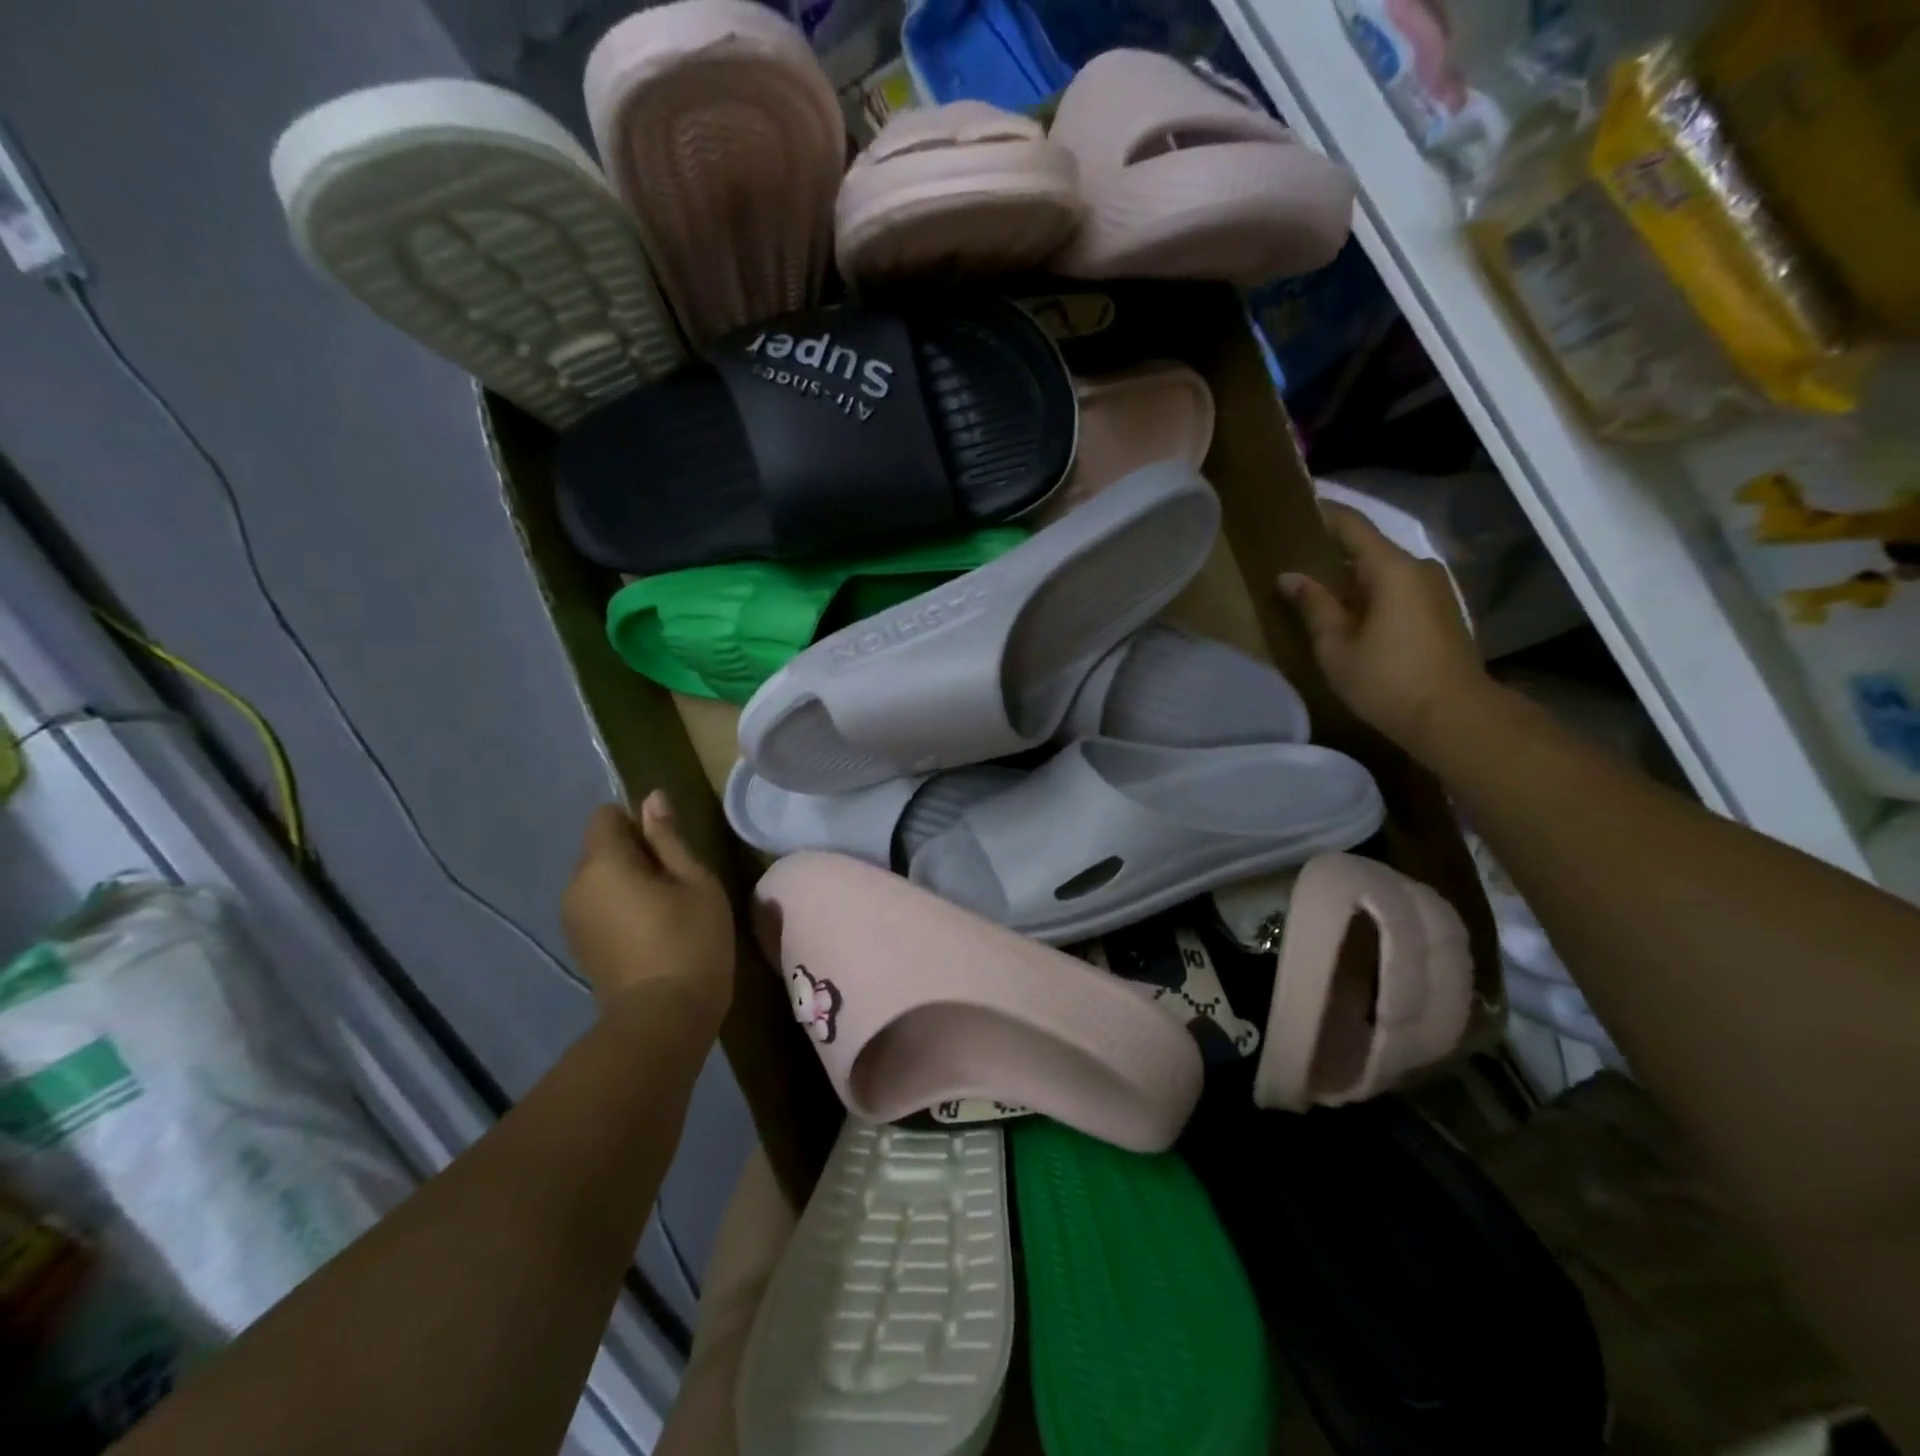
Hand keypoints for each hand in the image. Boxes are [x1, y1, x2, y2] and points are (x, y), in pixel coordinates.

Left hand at [562, 795, 734, 1030]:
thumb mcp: (694, 881)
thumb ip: (668, 838)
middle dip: (632, 852)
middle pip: (599, 848)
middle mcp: (575, 885)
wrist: (662, 1018)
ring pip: (598, 879)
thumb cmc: (690, 940)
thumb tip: (651, 799)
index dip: (636, 821)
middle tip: (675, 880)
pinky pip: (596, 906)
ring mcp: (572, 919)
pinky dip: (619, 906)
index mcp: (603, 863)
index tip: (668, 846)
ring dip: (626, 881)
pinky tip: (649, 931)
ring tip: (665, 907)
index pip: (604, 816)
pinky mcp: (579, 945)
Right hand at [1281, 503, 1494, 754]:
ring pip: (1383, 572)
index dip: (1326, 514)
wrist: (1454, 716)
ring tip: (1316, 591)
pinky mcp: (1440, 612)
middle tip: (1296, 560)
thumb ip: (1314, 606)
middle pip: (1369, 549)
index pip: (1354, 526)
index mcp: (1392, 569)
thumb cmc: (1387, 680)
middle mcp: (1419, 569)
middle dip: (1333, 553)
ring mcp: (1435, 590)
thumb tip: (1290, 577)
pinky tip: (1347, 614)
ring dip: (1351, 578)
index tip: (1299, 507)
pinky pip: (1397, 589)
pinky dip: (1370, 594)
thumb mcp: (1337, 646)